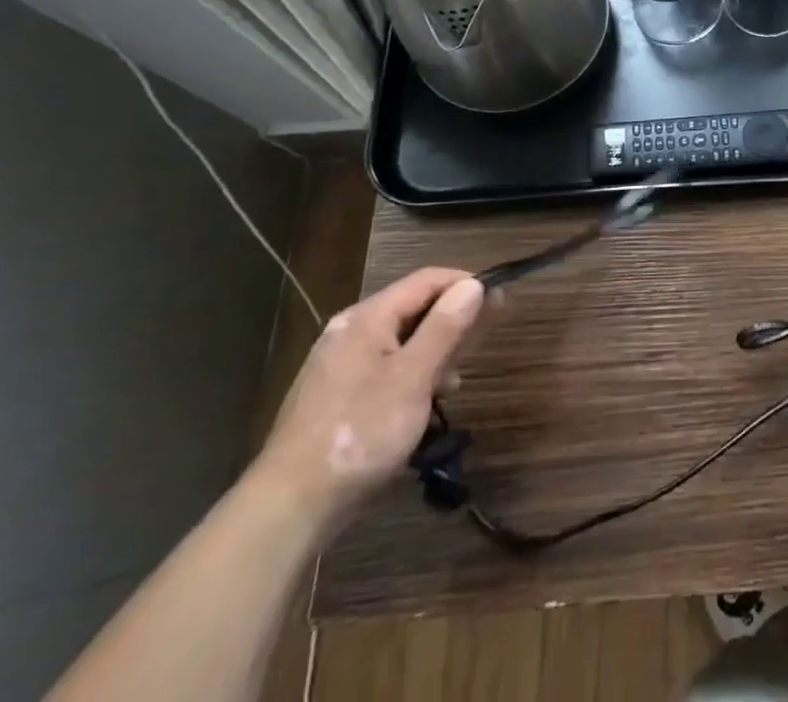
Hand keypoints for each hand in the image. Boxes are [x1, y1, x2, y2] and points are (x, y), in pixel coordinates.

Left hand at [250, 268, 483, 532]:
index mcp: (366, 318)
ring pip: (399, 341)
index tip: (498, 300)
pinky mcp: (333, 395)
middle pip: (412, 307)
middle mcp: (348, 331)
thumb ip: (444, 328)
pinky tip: (419, 406)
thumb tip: (472, 285)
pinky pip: (382, 368)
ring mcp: (337, 364)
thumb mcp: (413, 378)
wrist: (289, 507)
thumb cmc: (360, 433)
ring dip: (431, 354)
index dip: (465, 283)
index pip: (426, 280)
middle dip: (449, 322)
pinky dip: (409, 375)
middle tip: (479, 344)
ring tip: (451, 386)